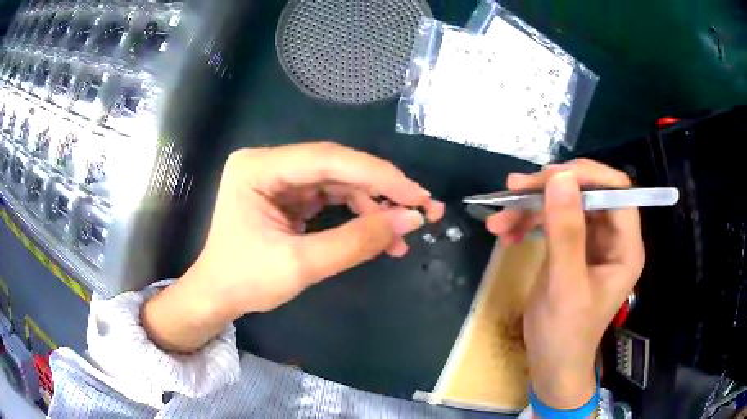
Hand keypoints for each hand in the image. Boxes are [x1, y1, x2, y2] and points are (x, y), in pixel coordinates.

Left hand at [142, 142, 443, 351]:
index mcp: (258, 168)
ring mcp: (279, 178)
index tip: (417, 194)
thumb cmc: (245, 282)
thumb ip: (356, 242)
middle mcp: (269, 163)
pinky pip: (331, 197)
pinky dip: (357, 215)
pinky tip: (380, 234)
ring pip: (339, 182)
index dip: (378, 175)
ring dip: (373, 206)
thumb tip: (410, 220)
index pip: (327, 160)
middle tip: (422, 208)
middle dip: (382, 190)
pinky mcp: (288, 195)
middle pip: (336, 168)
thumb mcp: (300, 265)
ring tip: (404, 231)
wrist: (218, 296)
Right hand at [486, 159, 644, 409]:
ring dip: (532, 206)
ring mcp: (593, 241)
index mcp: (625, 246)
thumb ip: (566, 232)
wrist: (550, 364)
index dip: (586, 176)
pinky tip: (506, 233)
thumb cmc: (564, 335)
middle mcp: (613, 237)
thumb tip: (559, 177)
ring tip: (499, 220)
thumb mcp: (565, 286)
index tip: (546, 178)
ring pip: (566, 203)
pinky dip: (529, 222)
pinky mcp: (573, 247)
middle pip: (588, 192)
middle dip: (550, 189)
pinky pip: (553, 221)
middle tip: (513, 191)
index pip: (617, 190)